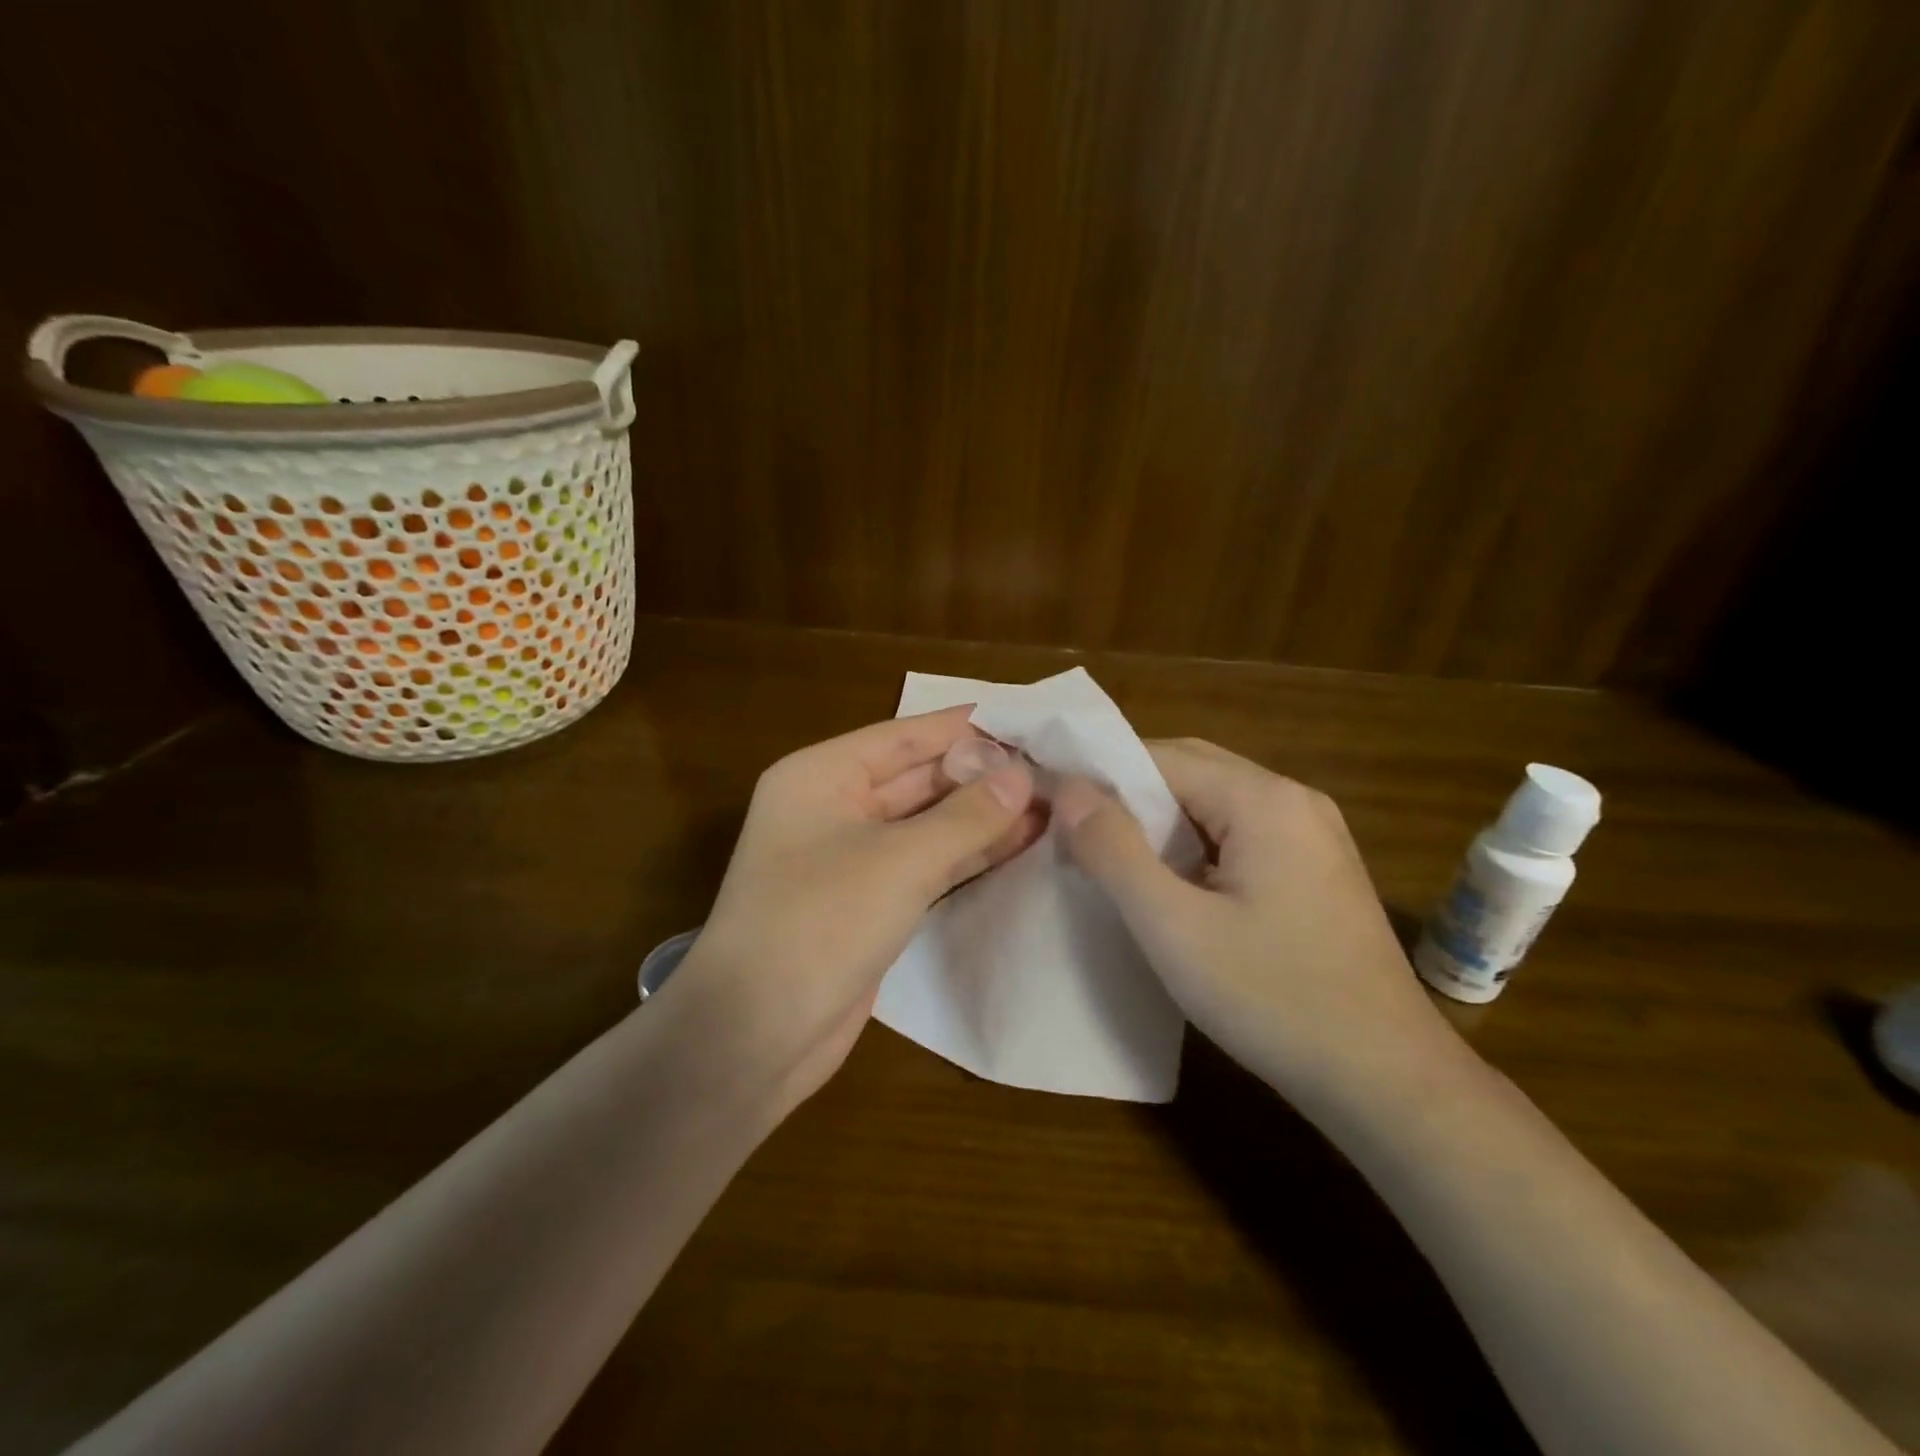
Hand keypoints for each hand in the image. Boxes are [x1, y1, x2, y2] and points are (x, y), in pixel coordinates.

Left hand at [673, 707, 1044, 1112]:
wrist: (755, 1036)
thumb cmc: (819, 923)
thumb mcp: (900, 861)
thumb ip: (967, 816)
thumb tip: (1022, 776)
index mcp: (821, 776)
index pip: (904, 737)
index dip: (965, 728)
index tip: (1027, 720)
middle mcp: (833, 808)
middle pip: (918, 779)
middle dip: (981, 776)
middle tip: (1051, 768)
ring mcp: (851, 859)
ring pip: (927, 825)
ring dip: (982, 817)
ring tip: (1050, 805)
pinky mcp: (869, 903)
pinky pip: (926, 865)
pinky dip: (968, 856)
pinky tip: (1019, 846)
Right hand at [1055, 738, 1455, 1114]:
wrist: (1388, 1082)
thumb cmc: (1274, 1000)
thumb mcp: (1173, 927)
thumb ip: (1114, 850)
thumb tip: (1068, 788)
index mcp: (1263, 799)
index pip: (1161, 755)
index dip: (1101, 774)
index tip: (1051, 803)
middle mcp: (1293, 800)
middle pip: (1191, 769)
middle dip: (1128, 792)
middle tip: (1075, 829)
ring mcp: (1313, 834)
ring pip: (1214, 802)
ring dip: (1160, 819)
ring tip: (1110, 856)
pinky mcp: (1317, 869)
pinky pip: (1240, 832)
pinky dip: (1194, 843)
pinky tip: (1171, 883)